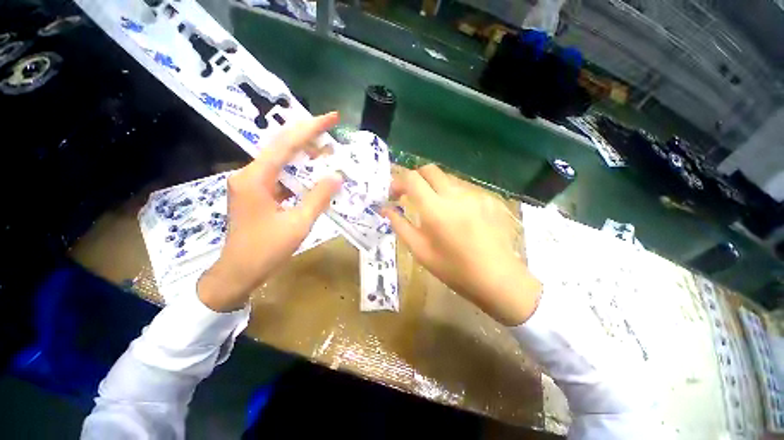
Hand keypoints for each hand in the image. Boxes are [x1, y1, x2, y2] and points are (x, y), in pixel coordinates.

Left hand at [198, 113, 343, 311]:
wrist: (237, 273)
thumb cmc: (265, 251)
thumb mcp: (298, 224)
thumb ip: (318, 198)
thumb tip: (336, 176)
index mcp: (256, 178)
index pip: (286, 143)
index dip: (311, 127)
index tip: (332, 117)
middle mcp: (249, 174)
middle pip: (281, 146)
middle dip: (308, 137)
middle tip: (333, 135)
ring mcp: (251, 183)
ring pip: (281, 160)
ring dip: (304, 156)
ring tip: (328, 154)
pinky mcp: (255, 193)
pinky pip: (280, 175)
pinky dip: (298, 172)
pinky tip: (313, 176)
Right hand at [382, 165, 541, 325]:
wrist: (497, 279)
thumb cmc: (453, 269)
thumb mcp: (420, 250)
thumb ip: (400, 225)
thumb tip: (386, 209)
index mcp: (435, 209)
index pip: (412, 178)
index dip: (398, 182)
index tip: (395, 195)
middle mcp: (455, 195)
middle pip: (430, 170)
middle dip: (416, 178)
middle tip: (411, 196)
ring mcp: (475, 195)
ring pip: (447, 180)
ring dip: (434, 189)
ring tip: (436, 211)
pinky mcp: (489, 200)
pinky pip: (464, 190)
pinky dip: (453, 198)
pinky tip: (459, 218)